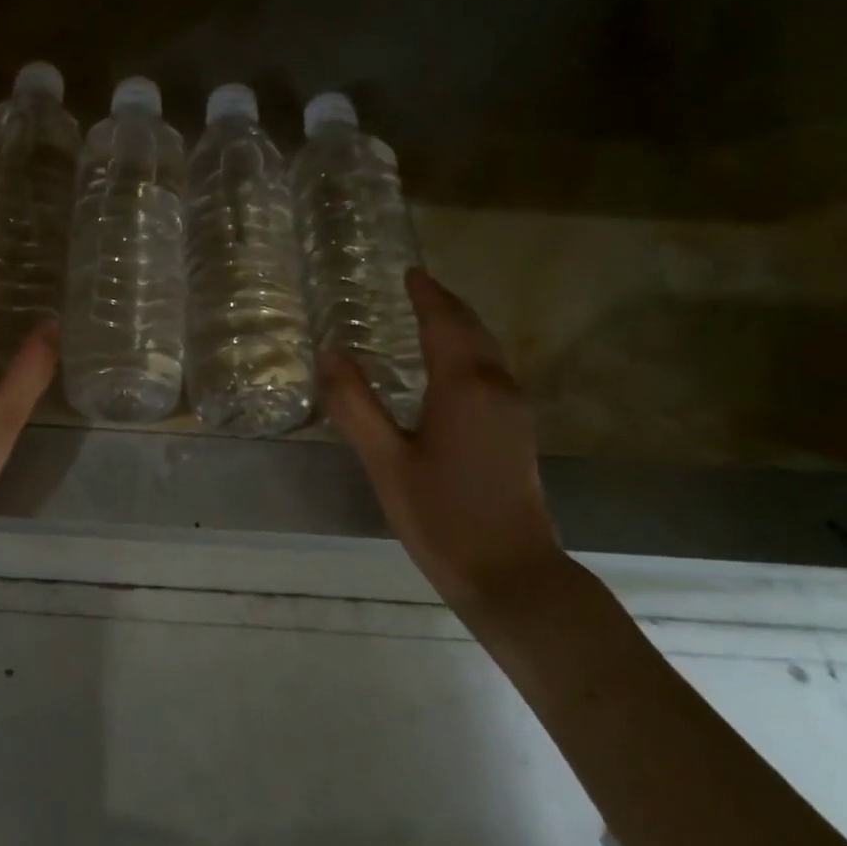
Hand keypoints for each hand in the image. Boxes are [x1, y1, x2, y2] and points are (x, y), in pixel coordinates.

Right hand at [320, 268, 562, 610]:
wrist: (511, 573)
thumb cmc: (441, 515)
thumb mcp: (385, 461)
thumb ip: (354, 404)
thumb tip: (330, 352)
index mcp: (463, 385)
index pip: (443, 322)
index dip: (426, 295)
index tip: (410, 272)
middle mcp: (495, 386)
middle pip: (472, 329)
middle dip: (446, 304)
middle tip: (418, 286)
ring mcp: (513, 409)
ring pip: (487, 349)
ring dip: (461, 325)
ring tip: (432, 314)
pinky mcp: (516, 430)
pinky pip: (491, 370)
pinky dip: (470, 350)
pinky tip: (452, 366)